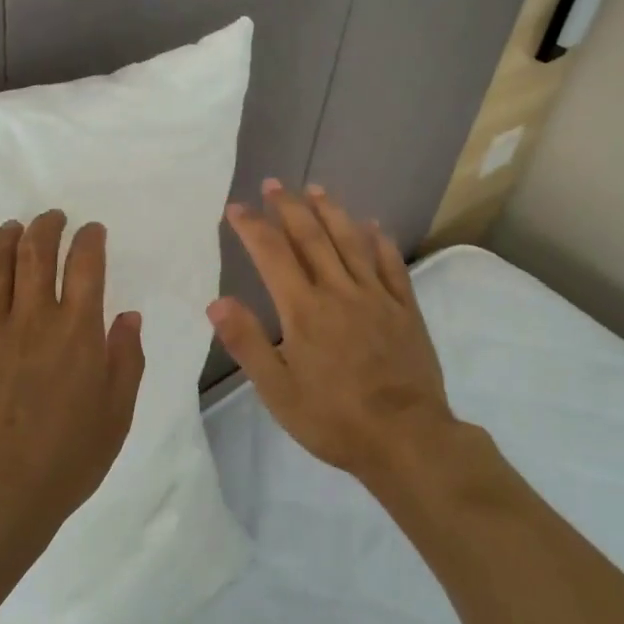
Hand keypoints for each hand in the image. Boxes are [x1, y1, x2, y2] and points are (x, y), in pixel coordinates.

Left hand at [0, 210, 145, 551]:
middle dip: (46, 227)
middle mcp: (32, 319)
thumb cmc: (67, 458)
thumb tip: (128, 316)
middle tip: (51, 218)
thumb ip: (126, 359)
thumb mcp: (116, 413)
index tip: (91, 230)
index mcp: (77, 332)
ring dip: (4, 239)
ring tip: (12, 227)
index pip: (85, 266)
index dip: (89, 240)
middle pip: (37, 254)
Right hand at [207, 179, 456, 482]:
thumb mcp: (277, 390)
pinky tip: (374, 226)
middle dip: (289, 207)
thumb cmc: (333, 419)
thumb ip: (247, 342)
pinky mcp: (406, 310)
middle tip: (274, 184)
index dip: (253, 227)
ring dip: (332, 212)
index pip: (273, 255)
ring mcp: (377, 297)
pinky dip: (380, 242)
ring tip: (316, 189)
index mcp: (304, 310)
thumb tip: (217, 301)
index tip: (236, 208)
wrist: (406, 438)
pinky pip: (392, 266)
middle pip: (312, 237)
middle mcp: (340, 292)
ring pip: (352, 242)